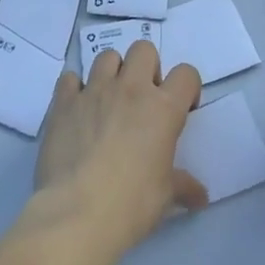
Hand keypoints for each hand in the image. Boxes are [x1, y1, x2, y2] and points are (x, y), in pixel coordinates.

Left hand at [32, 40, 206, 258]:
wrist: (77, 214)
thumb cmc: (131, 204)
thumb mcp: (166, 196)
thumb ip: (183, 186)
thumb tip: (201, 196)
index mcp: (163, 108)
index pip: (186, 74)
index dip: (187, 88)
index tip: (181, 109)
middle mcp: (130, 89)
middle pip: (143, 50)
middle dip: (146, 68)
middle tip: (142, 99)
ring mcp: (94, 91)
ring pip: (107, 56)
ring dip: (111, 73)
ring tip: (108, 101)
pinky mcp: (63, 101)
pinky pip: (69, 77)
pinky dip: (74, 88)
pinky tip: (77, 110)